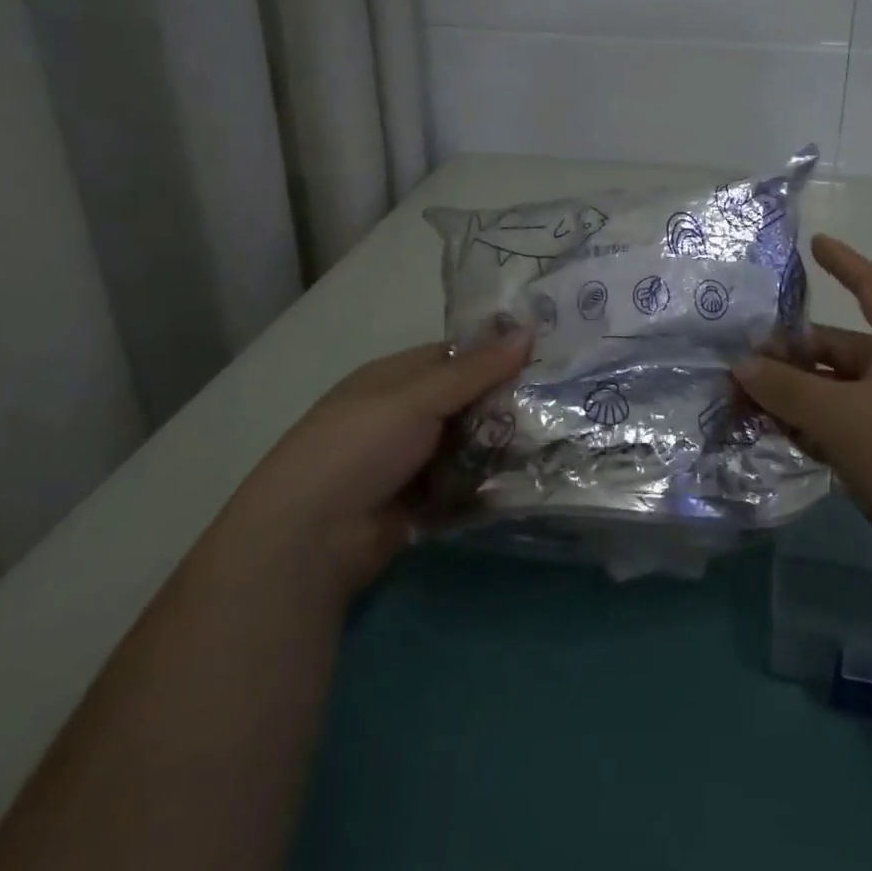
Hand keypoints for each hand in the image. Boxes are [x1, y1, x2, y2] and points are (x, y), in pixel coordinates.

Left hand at [233, 331, 531, 594]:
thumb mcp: (416, 398)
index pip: (458, 356)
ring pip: (473, 443)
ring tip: (556, 440)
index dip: (498, 354)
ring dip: (503, 445)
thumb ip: (474, 370)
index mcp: (397, 378)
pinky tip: (530, 477)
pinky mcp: (425, 501)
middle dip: (507, 403)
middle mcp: (407, 414)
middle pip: (470, 401)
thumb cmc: (358, 448)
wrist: (310, 540)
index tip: (547, 355)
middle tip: (561, 402)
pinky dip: (490, 481)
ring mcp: (415, 460)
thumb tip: (529, 331)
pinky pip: (468, 482)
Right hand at [733, 235, 871, 574]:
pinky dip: (817, 424)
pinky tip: (781, 436)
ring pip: (840, 389)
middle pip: (841, 347)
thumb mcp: (837, 416)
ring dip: (798, 394)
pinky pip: (850, 422)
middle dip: (792, 355)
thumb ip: (785, 388)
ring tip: (749, 404)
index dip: (844, 263)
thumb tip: (742, 366)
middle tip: (744, 367)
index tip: (815, 243)